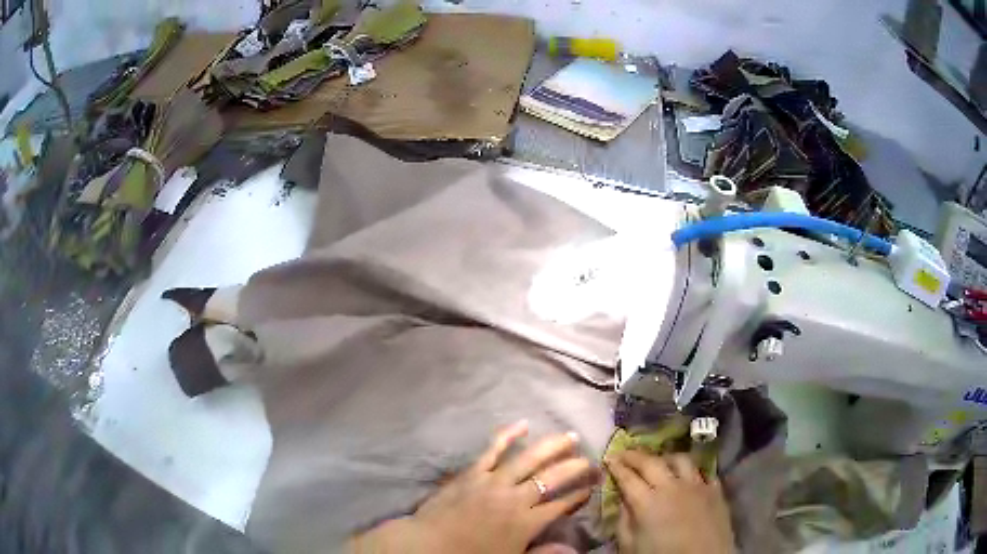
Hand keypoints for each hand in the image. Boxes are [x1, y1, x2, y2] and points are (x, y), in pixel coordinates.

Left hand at [352, 421, 597, 553]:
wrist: (427, 545)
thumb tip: (574, 550)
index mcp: (526, 522)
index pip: (561, 505)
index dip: (580, 494)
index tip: (592, 486)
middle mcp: (515, 498)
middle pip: (552, 477)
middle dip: (575, 468)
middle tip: (591, 460)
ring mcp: (493, 481)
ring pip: (529, 458)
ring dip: (552, 446)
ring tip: (571, 437)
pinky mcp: (472, 472)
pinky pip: (493, 449)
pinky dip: (508, 434)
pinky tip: (523, 423)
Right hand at [605, 451, 735, 553]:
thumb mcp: (631, 547)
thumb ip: (624, 522)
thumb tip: (623, 501)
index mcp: (647, 503)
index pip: (627, 477)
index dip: (616, 465)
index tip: (608, 458)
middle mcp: (672, 487)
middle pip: (651, 462)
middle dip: (635, 455)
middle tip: (625, 454)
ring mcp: (697, 485)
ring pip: (680, 459)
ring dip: (665, 458)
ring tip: (658, 462)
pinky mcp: (715, 490)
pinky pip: (702, 472)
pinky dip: (691, 471)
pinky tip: (687, 477)